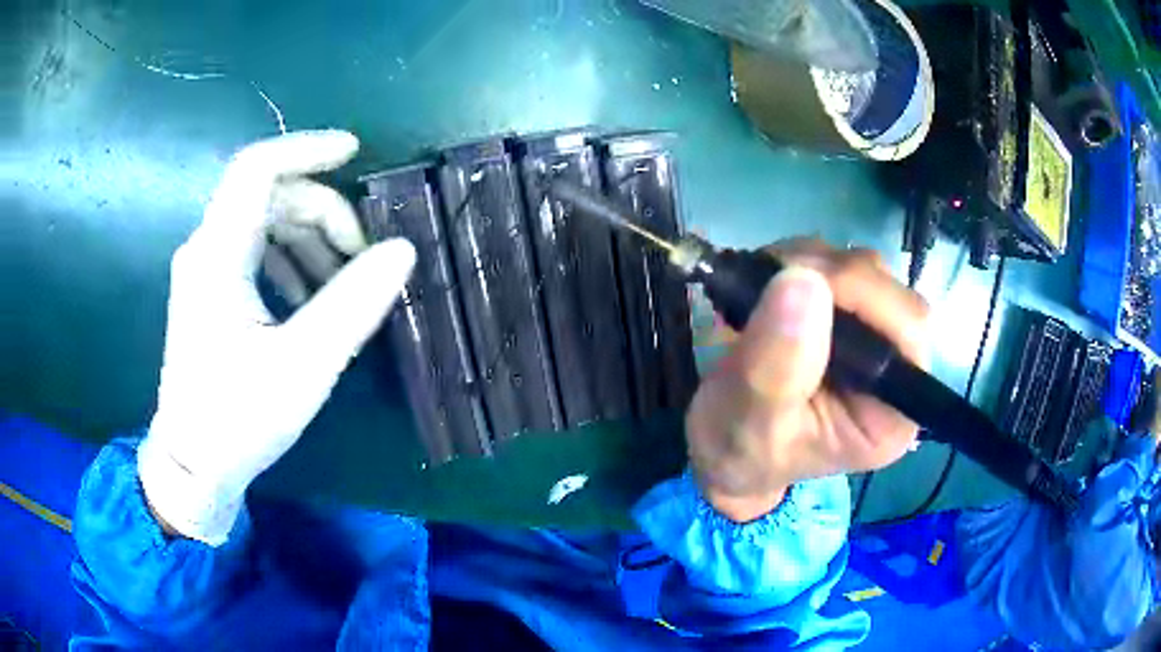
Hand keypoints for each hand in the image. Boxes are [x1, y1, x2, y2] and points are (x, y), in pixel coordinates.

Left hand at [138, 131, 415, 544]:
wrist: (192, 466)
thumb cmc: (237, 420)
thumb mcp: (302, 365)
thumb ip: (353, 304)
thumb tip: (403, 250)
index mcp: (217, 255)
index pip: (257, 169)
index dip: (307, 149)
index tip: (355, 153)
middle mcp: (206, 250)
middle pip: (270, 197)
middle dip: (323, 213)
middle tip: (363, 257)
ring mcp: (205, 271)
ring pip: (265, 224)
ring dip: (311, 239)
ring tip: (345, 282)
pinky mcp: (210, 293)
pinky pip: (256, 252)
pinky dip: (292, 260)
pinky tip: (314, 297)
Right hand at [686, 240, 928, 522]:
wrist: (720, 447)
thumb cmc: (738, 451)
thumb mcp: (750, 422)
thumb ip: (777, 367)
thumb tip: (803, 283)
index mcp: (891, 414)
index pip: (907, 330)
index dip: (862, 294)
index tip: (795, 285)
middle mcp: (895, 372)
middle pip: (887, 289)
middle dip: (827, 276)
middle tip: (764, 287)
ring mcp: (873, 338)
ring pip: (862, 267)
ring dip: (807, 263)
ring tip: (757, 295)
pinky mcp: (848, 316)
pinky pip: (835, 264)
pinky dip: (796, 260)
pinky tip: (764, 288)